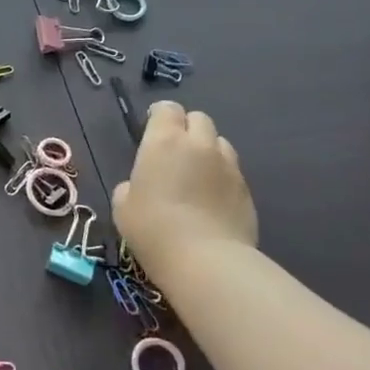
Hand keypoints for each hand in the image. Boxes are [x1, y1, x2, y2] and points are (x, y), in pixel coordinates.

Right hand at [113, 103, 257, 266]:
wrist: (206, 261)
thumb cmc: (153, 229)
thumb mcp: (123, 206)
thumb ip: (131, 185)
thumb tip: (139, 186)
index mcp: (164, 141)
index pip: (167, 109)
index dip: (160, 117)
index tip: (152, 132)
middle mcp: (199, 145)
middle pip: (199, 119)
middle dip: (187, 129)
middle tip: (175, 154)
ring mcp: (228, 166)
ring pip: (220, 143)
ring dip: (208, 151)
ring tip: (197, 176)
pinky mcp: (247, 190)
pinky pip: (232, 172)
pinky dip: (221, 178)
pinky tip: (212, 201)